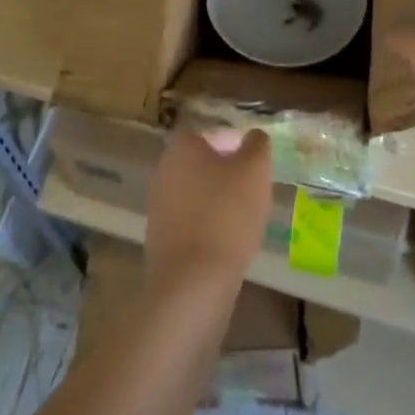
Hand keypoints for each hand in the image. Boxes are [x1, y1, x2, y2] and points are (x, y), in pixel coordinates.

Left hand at [144, 128, 271, 288]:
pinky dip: (207, 227)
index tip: (253, 162)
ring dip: (217, 201)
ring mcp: (157, 206)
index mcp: (181, 148)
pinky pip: (189, 223)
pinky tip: (227, 243)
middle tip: (252, 190)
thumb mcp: (255, 170)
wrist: (193, 280)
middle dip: (226, 174)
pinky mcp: (159, 239)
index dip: (234, 144)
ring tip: (244, 219)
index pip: (210, 135)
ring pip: (195, 194)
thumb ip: (257, 145)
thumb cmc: (226, 213)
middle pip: (201, 164)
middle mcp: (163, 171)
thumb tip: (253, 137)